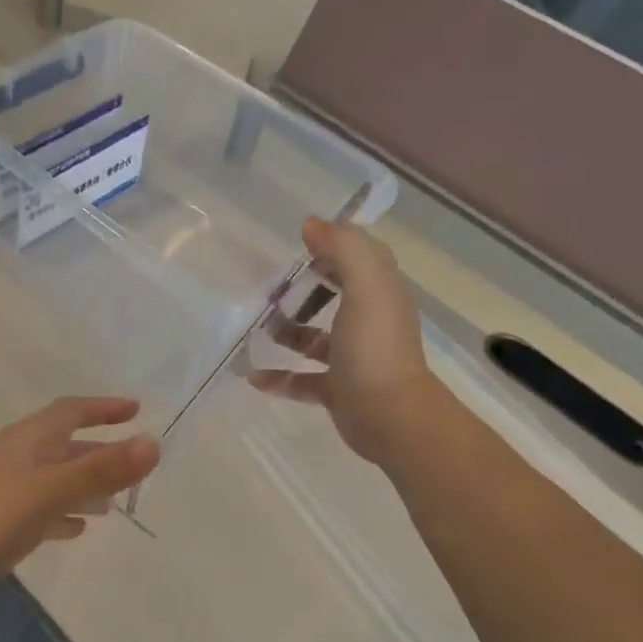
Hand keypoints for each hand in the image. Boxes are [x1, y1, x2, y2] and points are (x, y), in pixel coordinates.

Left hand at [0, 397, 159, 590]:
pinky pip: (40, 506)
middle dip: (100, 451)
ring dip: (84, 484)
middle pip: (66, 444)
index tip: (135, 409)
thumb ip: (102, 469)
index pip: (73, 410)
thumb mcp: (53, 489)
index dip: (104, 408)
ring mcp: (5, 485)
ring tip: (113, 503)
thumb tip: (154, 443)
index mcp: (31, 438)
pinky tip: (75, 528)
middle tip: (133, 463)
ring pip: (54, 476)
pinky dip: (63, 511)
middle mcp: (19, 455)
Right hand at [249, 219, 435, 465]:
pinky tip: (253, 376)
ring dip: (288, 333)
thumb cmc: (376, 347)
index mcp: (380, 295)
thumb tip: (312, 225)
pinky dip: (279, 377)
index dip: (335, 247)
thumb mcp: (366, 286)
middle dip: (306, 289)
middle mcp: (368, 323)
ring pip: (315, 340)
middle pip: (337, 296)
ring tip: (256, 328)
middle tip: (270, 286)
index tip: (300, 244)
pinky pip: (302, 380)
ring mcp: (352, 360)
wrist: (390, 417)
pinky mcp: (337, 391)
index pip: (361, 260)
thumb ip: (344, 249)